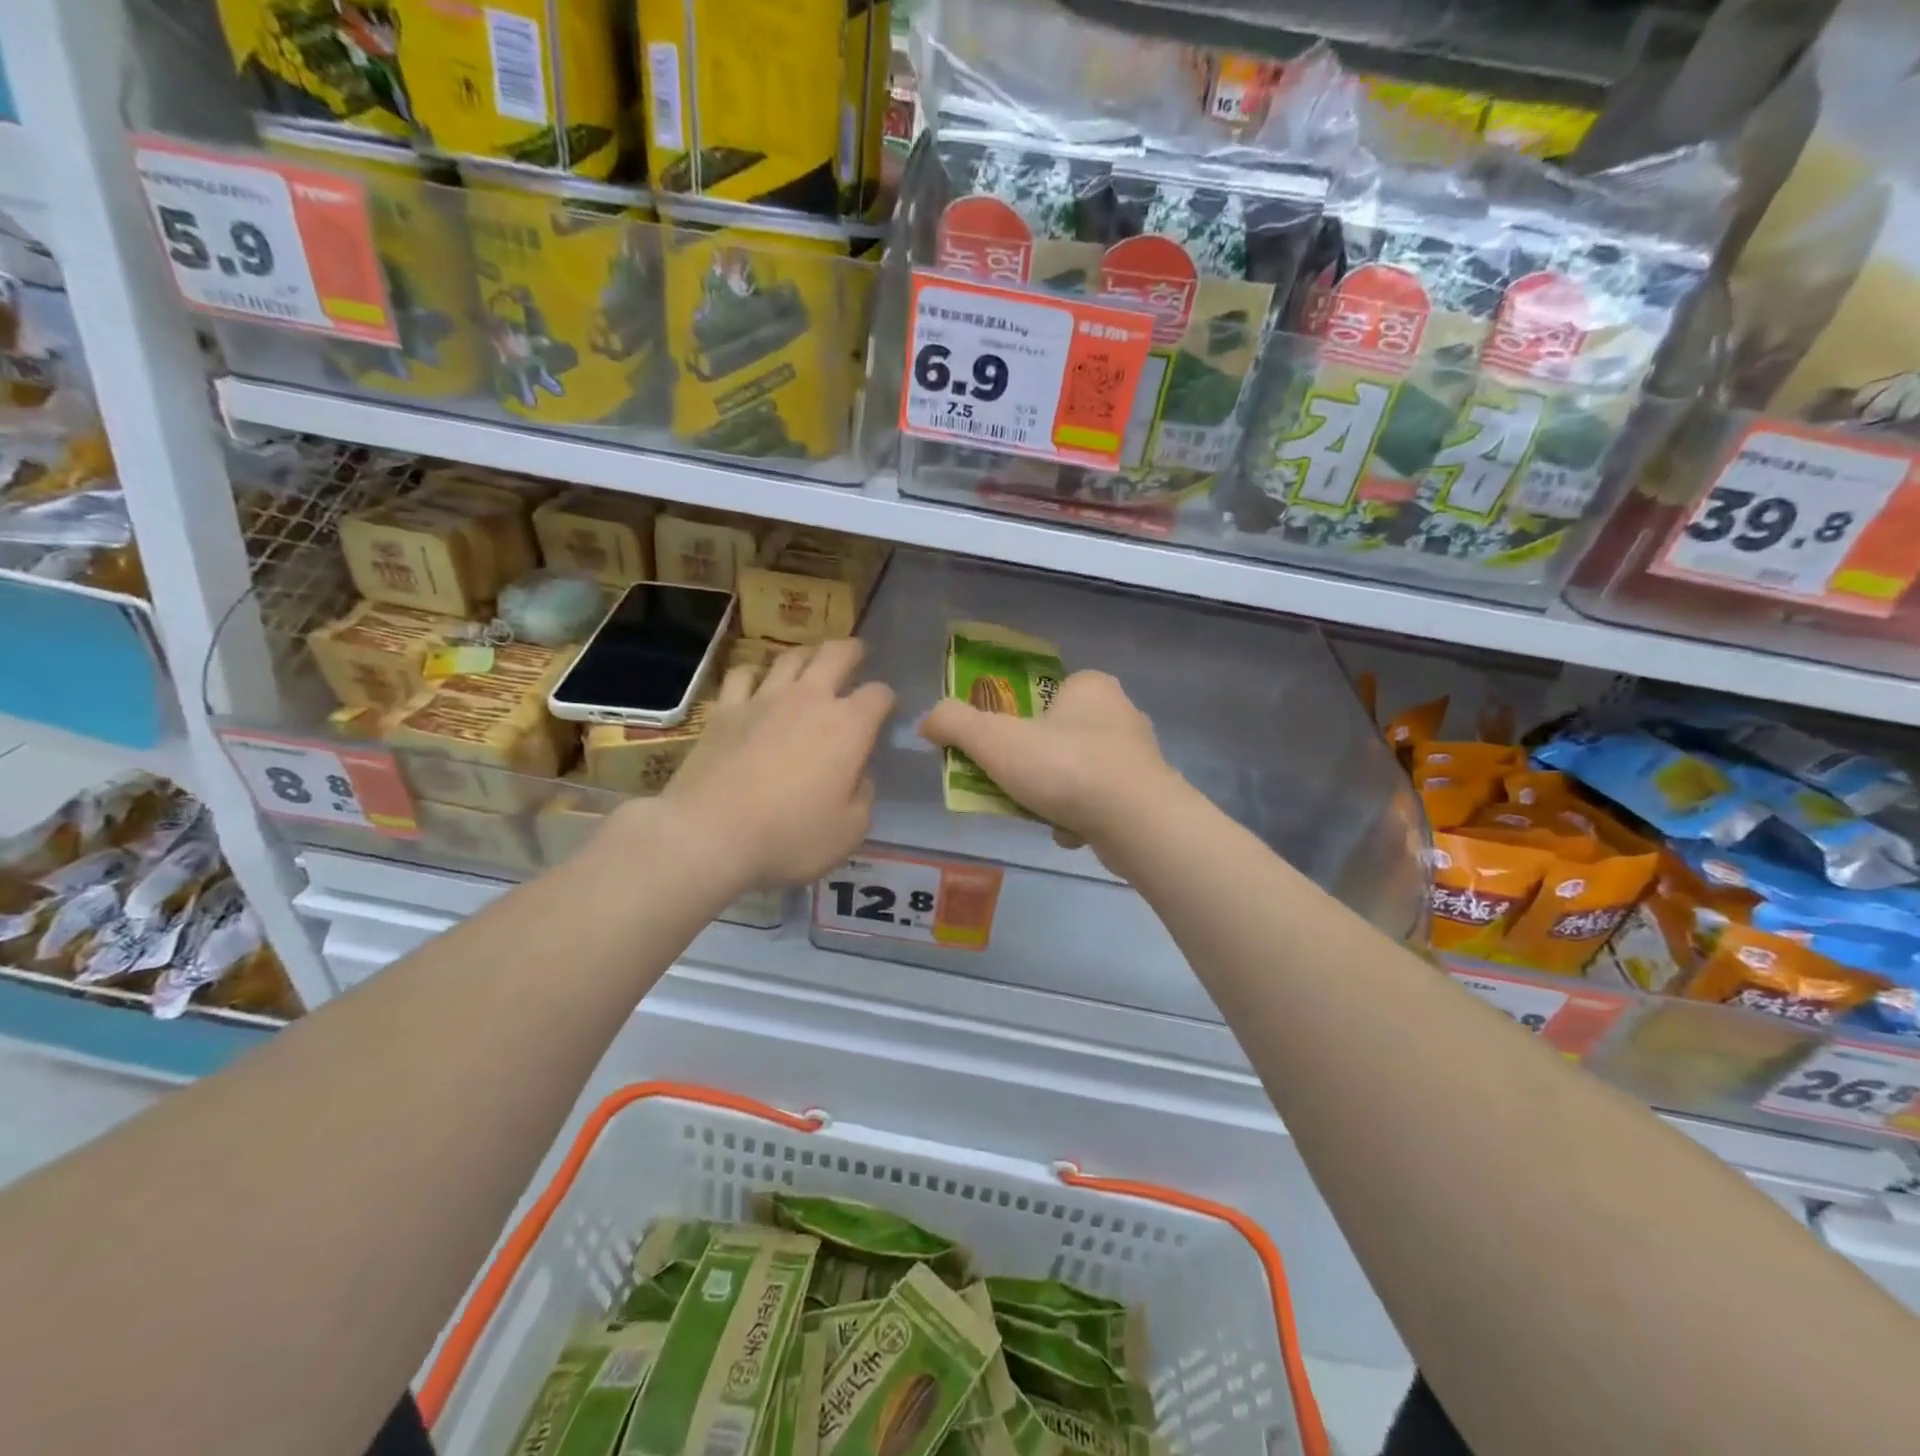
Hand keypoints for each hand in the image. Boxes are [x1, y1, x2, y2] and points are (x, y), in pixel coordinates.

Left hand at [650, 639, 893, 892]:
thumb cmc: (790, 836)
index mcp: (849, 726)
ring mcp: (763, 699)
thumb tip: (859, 774)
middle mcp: (809, 699)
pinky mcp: (725, 710)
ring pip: (789, 656)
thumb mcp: (850, 831)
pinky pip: (743, 675)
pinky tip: (757, 683)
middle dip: (853, 651)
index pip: (879, 695)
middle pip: (836, 654)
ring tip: (811, 662)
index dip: (887, 699)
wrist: (709, 834)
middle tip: (857, 654)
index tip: (887, 710)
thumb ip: (863, 796)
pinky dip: (756, 673)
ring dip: (807, 655)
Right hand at [918, 670, 1182, 853]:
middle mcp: (1121, 713)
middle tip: (1011, 786)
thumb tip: (926, 721)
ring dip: (1054, 795)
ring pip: (1077, 772)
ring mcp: (1139, 755)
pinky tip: (1068, 832)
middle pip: (1057, 736)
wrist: (1136, 821)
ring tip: (1038, 814)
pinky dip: (1079, 817)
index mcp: (1090, 686)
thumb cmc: (1064, 766)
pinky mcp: (1147, 794)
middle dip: (1032, 765)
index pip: (1045, 694)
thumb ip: (954, 723)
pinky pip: (1099, 801)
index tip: (1000, 751)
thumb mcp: (995, 739)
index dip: (1017, 722)